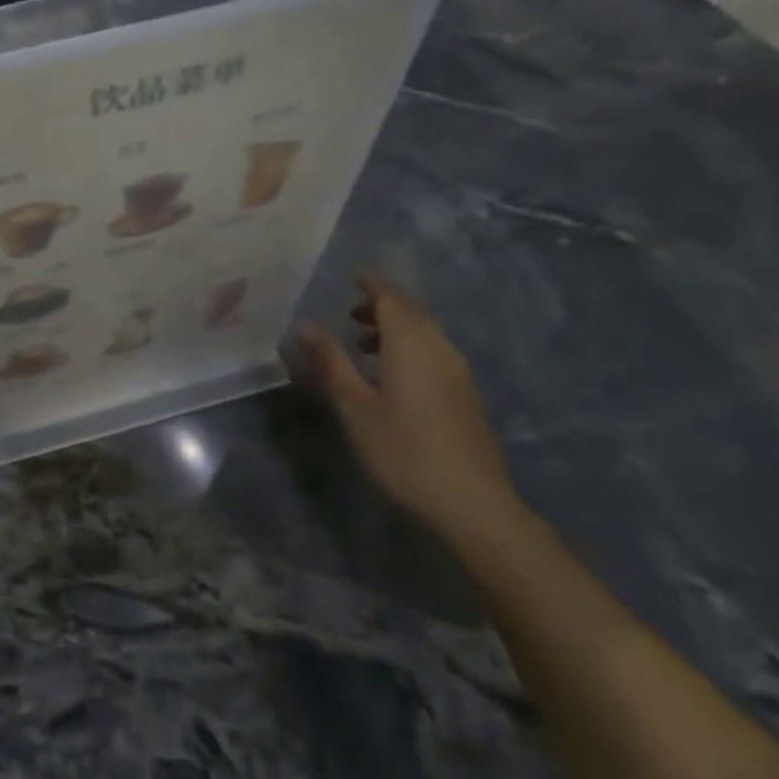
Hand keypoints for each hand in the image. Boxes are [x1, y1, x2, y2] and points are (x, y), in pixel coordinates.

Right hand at [292, 274, 519, 545]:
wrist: (471, 502)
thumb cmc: (403, 450)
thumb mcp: (354, 406)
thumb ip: (330, 361)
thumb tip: (306, 324)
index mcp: (411, 345)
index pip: (391, 299)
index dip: (372, 285)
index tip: (352, 277)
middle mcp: (439, 349)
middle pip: (412, 312)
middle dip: (382, 305)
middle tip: (350, 312)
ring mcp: (458, 373)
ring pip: (426, 333)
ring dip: (396, 328)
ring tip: (364, 345)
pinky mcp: (465, 394)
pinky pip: (435, 352)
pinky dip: (410, 347)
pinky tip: (393, 376)